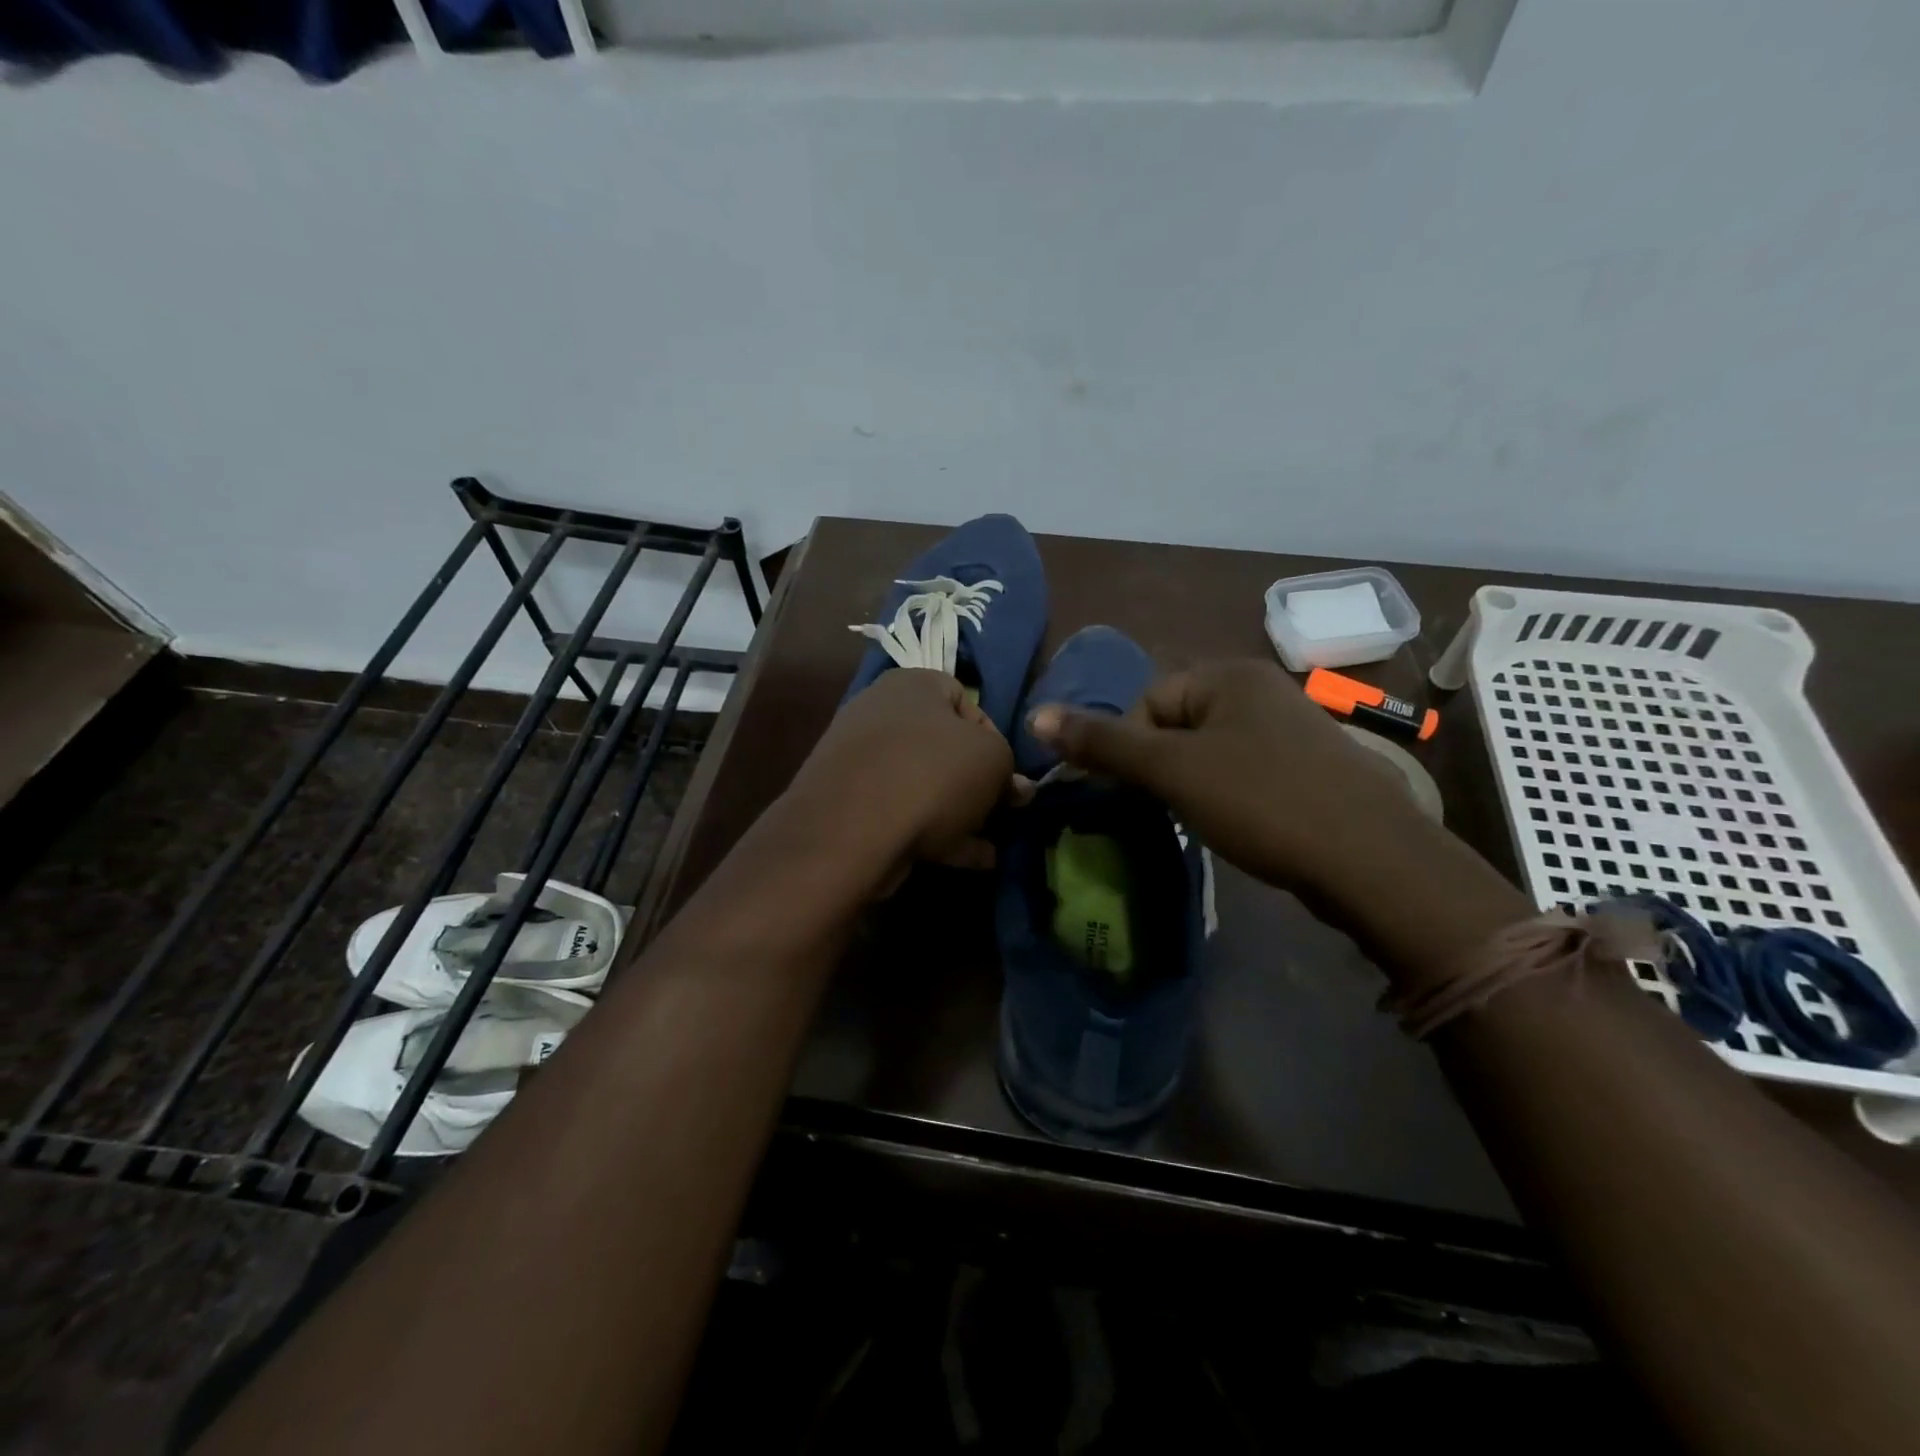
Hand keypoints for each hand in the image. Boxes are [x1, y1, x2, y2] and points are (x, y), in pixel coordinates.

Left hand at [784, 668, 1016, 878]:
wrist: (851, 830)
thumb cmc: (933, 775)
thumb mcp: (994, 760)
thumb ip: (1009, 769)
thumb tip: (1015, 788)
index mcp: (912, 685)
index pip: (965, 699)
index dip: (995, 737)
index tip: (1008, 774)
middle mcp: (880, 714)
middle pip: (944, 746)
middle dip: (976, 782)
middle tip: (1000, 811)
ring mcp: (860, 762)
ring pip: (924, 784)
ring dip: (960, 813)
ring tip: (990, 844)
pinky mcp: (849, 805)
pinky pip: (904, 814)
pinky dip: (937, 834)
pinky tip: (970, 861)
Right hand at [1025, 659, 1420, 894]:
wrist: (1372, 860)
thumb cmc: (1262, 800)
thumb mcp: (1173, 770)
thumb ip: (1104, 744)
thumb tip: (1035, 716)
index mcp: (1228, 674)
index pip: (1147, 701)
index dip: (1132, 749)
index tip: (1144, 793)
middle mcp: (1260, 689)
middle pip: (1176, 724)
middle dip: (1161, 768)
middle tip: (1169, 809)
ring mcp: (1289, 727)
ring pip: (1208, 751)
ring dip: (1190, 785)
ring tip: (1201, 821)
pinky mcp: (1306, 766)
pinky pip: (1242, 770)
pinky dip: (1225, 796)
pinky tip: (1236, 824)